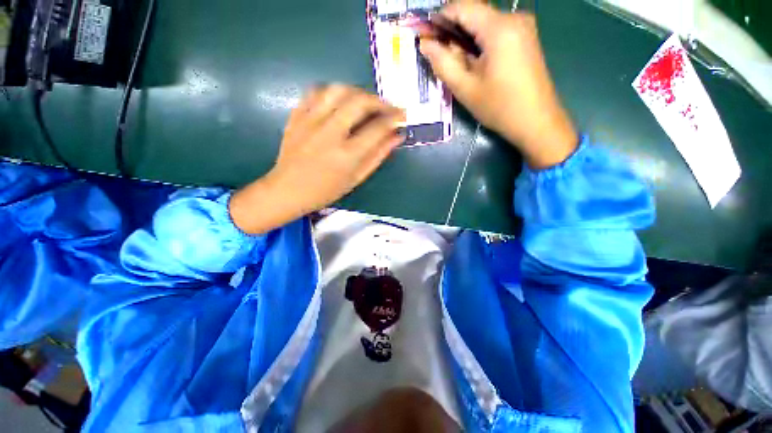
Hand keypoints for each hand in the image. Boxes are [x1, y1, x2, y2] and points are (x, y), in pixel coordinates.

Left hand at [230, 85, 404, 233]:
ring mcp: (310, 121)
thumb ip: (378, 156)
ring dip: (358, 92)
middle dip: (379, 101)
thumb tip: (397, 137)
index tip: (402, 116)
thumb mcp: (357, 178)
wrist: (288, 190)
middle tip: (387, 108)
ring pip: (338, 90)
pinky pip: (316, 92)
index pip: (377, 128)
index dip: (393, 119)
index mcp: (347, 155)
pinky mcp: (296, 116)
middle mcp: (329, 133)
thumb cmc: (326, 191)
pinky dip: (333, 91)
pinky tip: (341, 100)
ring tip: (366, 102)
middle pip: (359, 102)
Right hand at [419, 2, 577, 168]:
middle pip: (474, 14)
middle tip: (437, 55)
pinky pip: (495, 32)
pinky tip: (472, 63)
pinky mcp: (525, 38)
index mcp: (499, 28)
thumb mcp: (465, 88)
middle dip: (452, 31)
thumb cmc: (499, 107)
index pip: (462, 7)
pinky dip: (479, 44)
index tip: (425, 34)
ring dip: (465, 39)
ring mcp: (523, 27)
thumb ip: (443, 63)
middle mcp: (514, 18)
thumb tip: (425, 44)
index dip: (439, 18)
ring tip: (454, 64)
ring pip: (484, 24)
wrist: (536, 121)